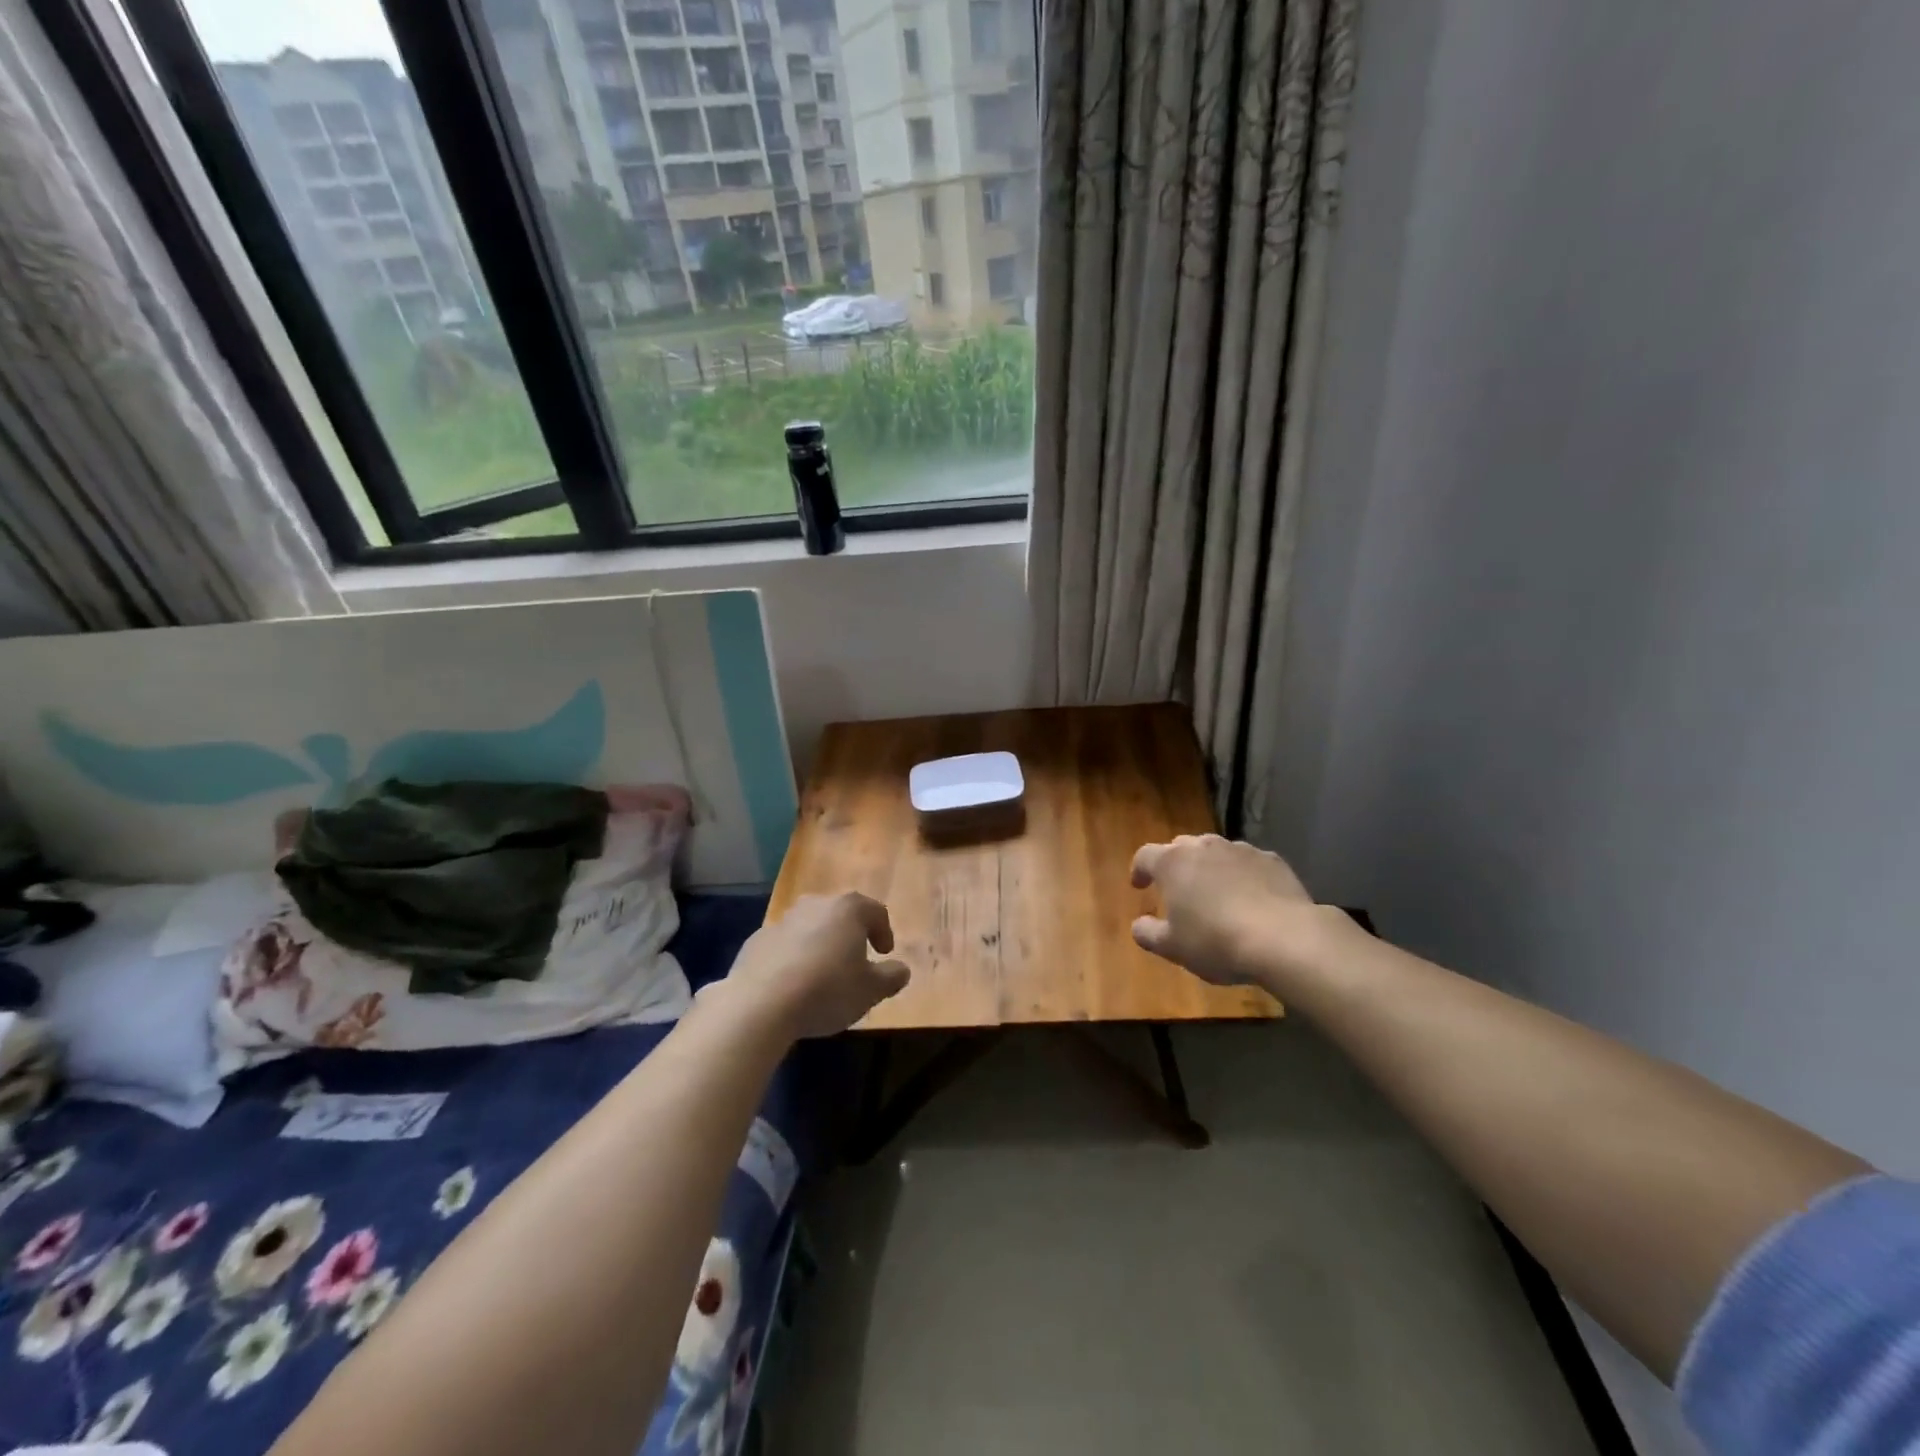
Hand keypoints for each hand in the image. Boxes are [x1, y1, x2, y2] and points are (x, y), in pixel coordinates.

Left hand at [725, 892, 910, 1038]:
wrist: (759, 1003)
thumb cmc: (827, 990)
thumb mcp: (871, 990)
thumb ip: (891, 977)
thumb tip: (901, 970)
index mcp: (848, 909)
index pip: (876, 911)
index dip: (884, 932)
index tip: (884, 954)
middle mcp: (815, 904)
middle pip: (840, 914)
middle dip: (850, 935)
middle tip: (855, 962)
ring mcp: (782, 920)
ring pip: (810, 927)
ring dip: (820, 945)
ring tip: (822, 975)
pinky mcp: (756, 940)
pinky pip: (784, 945)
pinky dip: (793, 957)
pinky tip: (792, 984)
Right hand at [1130, 835, 1335, 989]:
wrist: (1285, 939)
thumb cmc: (1216, 941)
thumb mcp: (1173, 947)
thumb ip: (1148, 933)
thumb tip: (1139, 924)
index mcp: (1172, 862)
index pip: (1145, 856)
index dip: (1139, 870)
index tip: (1139, 886)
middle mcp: (1204, 847)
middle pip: (1181, 847)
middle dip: (1176, 865)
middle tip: (1178, 889)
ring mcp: (1241, 850)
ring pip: (1217, 852)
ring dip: (1210, 868)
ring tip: (1216, 894)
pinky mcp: (1273, 860)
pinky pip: (1249, 863)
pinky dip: (1243, 875)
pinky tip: (1251, 899)